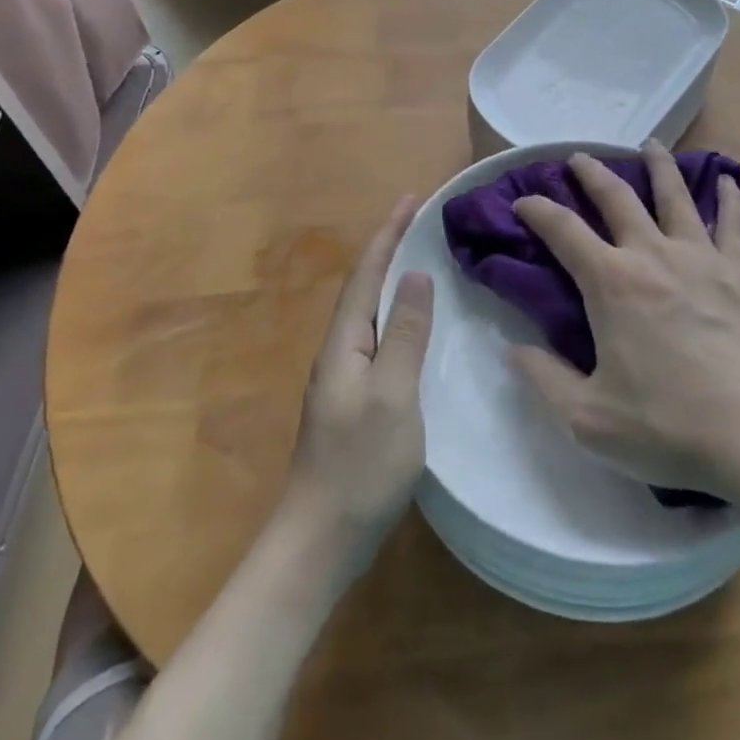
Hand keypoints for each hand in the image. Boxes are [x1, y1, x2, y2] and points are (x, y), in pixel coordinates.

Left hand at [281, 196, 434, 567]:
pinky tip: (413, 328)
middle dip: (390, 248)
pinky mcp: (353, 401)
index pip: (367, 273)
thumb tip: (415, 275)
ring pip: (369, 313)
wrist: (319, 540)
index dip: (388, 233)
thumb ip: (405, 334)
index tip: (411, 198)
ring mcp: (343, 378)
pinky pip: (376, 340)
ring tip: (420, 260)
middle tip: (420, 221)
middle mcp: (338, 351)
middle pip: (365, 286)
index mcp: (344, 342)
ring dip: (391, 280)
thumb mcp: (393, 395)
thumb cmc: (359, 465)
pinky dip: (395, 316)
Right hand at [510, 141, 739, 503]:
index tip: (522, 202)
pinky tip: (728, 181)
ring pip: (676, 196)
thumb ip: (544, 380)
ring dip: (658, 166)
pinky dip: (728, 198)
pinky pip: (733, 223)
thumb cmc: (670, 427)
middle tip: (580, 158)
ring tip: (650, 145)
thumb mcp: (589, 419)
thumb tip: (512, 351)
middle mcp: (653, 255)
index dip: (537, 210)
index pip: (562, 230)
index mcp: (611, 283)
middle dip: (592, 173)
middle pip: (617, 197)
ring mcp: (702, 259)